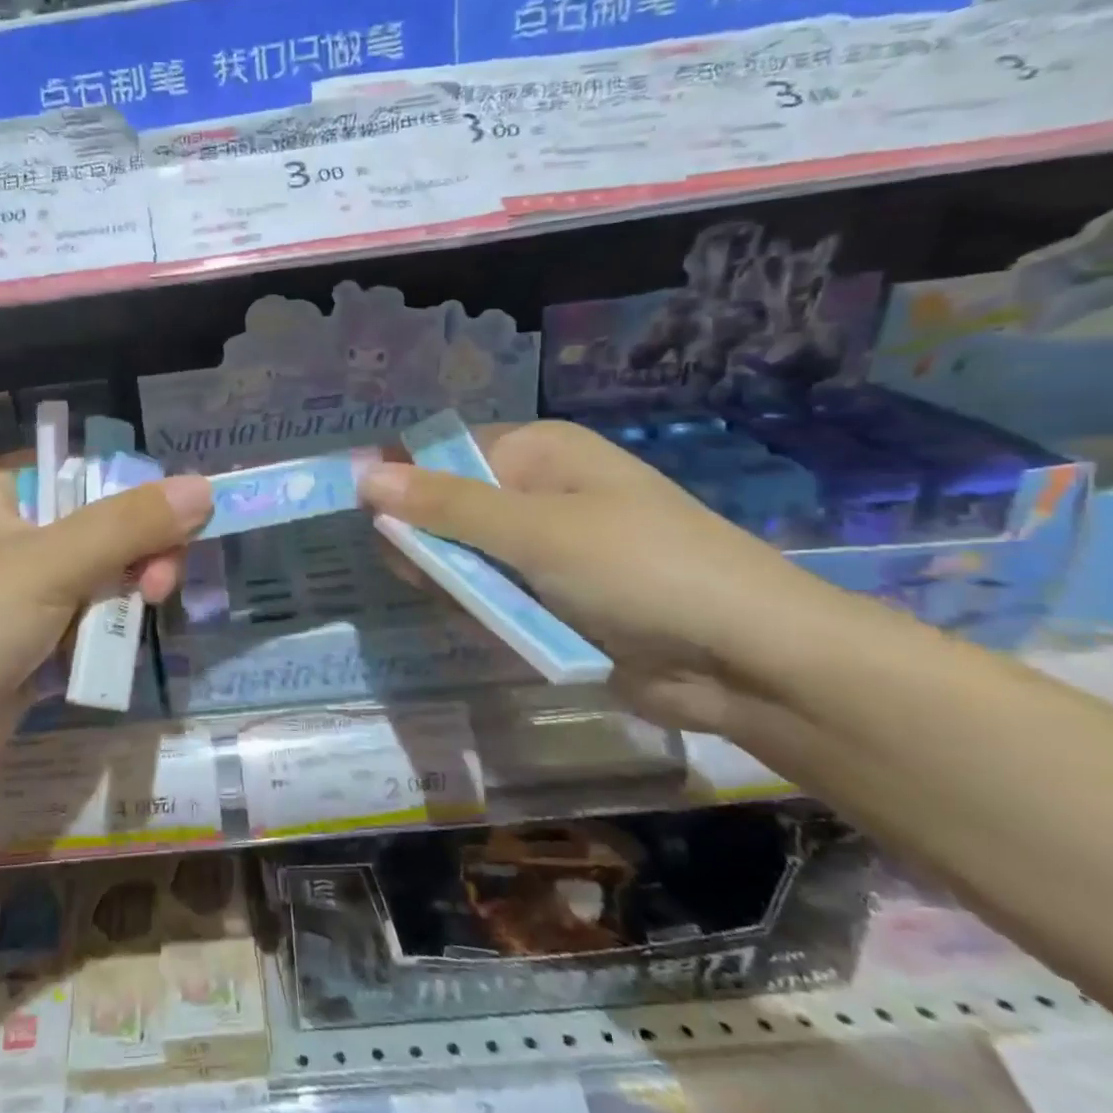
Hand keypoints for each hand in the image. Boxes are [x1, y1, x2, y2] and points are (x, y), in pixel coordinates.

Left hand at [0, 458, 211, 769]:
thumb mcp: (50, 564)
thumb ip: (129, 525)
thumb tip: (203, 487)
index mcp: (2, 493)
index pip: (89, 473)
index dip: (138, 496)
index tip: (176, 529)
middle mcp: (11, 534)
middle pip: (102, 528)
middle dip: (138, 557)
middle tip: (159, 589)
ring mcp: (19, 591)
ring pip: (100, 580)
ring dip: (123, 601)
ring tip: (132, 625)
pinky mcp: (28, 640)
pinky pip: (86, 623)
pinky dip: (102, 636)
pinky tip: (106, 654)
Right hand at [358, 420, 851, 736]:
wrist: (749, 660)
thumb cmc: (640, 569)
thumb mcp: (534, 532)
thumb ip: (444, 506)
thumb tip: (363, 476)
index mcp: (538, 452)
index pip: (443, 452)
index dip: (401, 480)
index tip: (368, 521)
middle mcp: (538, 490)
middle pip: (447, 506)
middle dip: (427, 542)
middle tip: (422, 577)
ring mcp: (547, 547)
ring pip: (465, 556)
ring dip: (457, 582)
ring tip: (473, 608)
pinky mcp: (554, 596)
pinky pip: (493, 594)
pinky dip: (484, 610)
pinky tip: (494, 628)